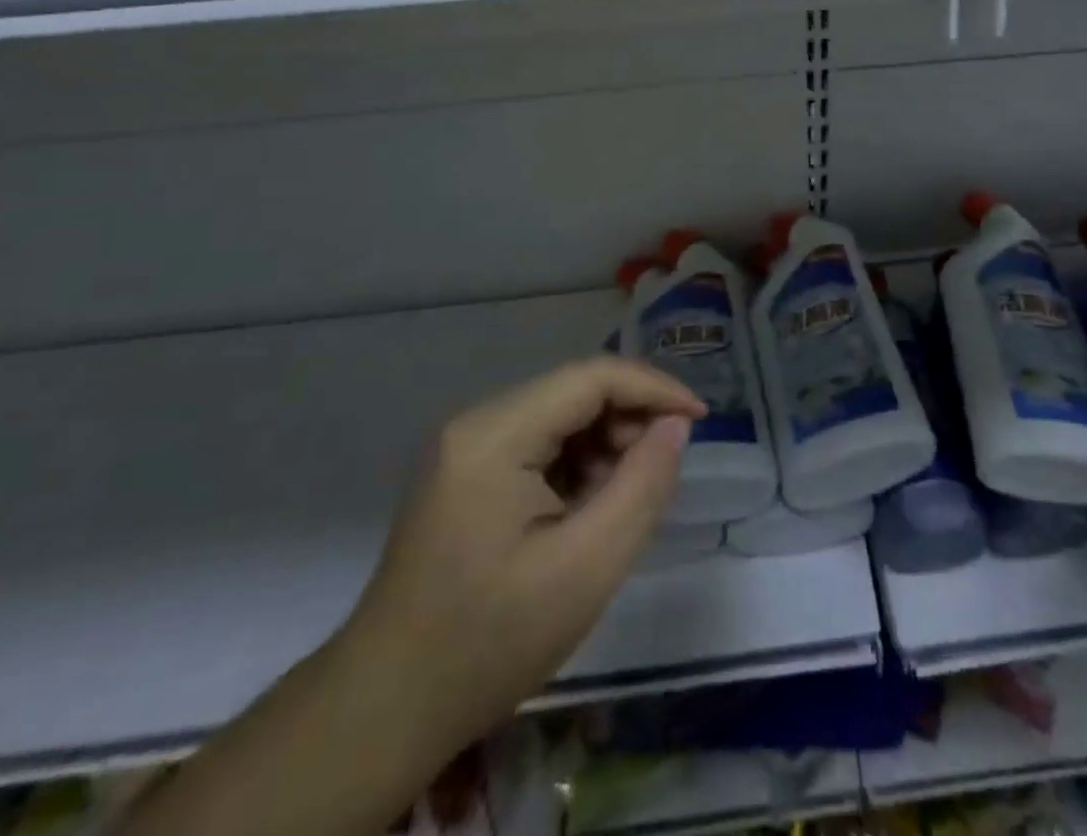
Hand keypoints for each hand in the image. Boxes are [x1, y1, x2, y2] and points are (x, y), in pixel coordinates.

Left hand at [340, 358, 703, 752]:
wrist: (385, 711)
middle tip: (662, 469)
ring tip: (626, 497)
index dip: (654, 388)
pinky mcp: (466, 471)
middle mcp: (476, 422)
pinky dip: (578, 462)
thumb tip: (675, 425)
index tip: (701, 419)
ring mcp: (466, 446)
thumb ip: (643, 485)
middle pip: (575, 391)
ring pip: (560, 415)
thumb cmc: (489, 642)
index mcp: (494, 435)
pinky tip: (590, 506)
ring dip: (606, 442)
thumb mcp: (586, 568)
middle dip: (629, 419)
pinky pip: (539, 443)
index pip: (591, 377)